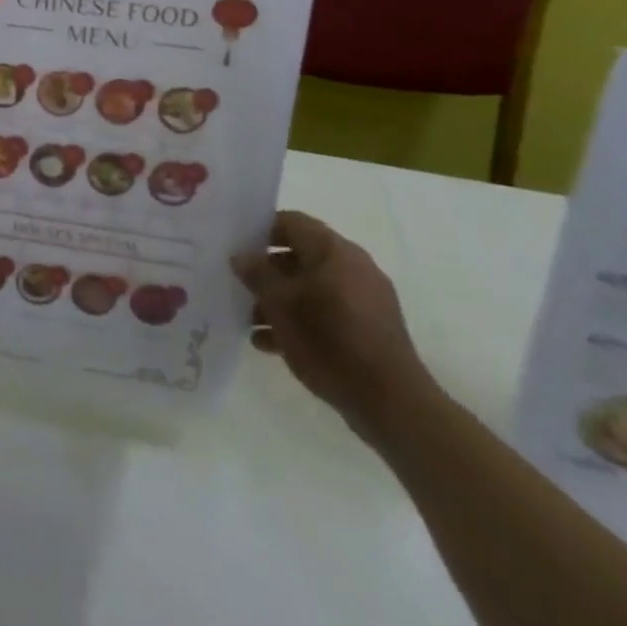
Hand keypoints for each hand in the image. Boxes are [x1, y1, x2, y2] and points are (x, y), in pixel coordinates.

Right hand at [233, 211, 431, 443]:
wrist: (391, 403)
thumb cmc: (330, 340)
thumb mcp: (281, 304)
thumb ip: (257, 274)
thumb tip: (240, 255)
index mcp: (334, 250)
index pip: (291, 222)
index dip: (260, 229)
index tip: (235, 246)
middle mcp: (353, 266)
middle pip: (299, 256)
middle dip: (267, 272)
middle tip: (238, 285)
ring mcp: (364, 299)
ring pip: (310, 288)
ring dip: (280, 300)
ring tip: (249, 321)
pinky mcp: (369, 329)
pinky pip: (326, 313)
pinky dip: (300, 321)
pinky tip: (271, 343)